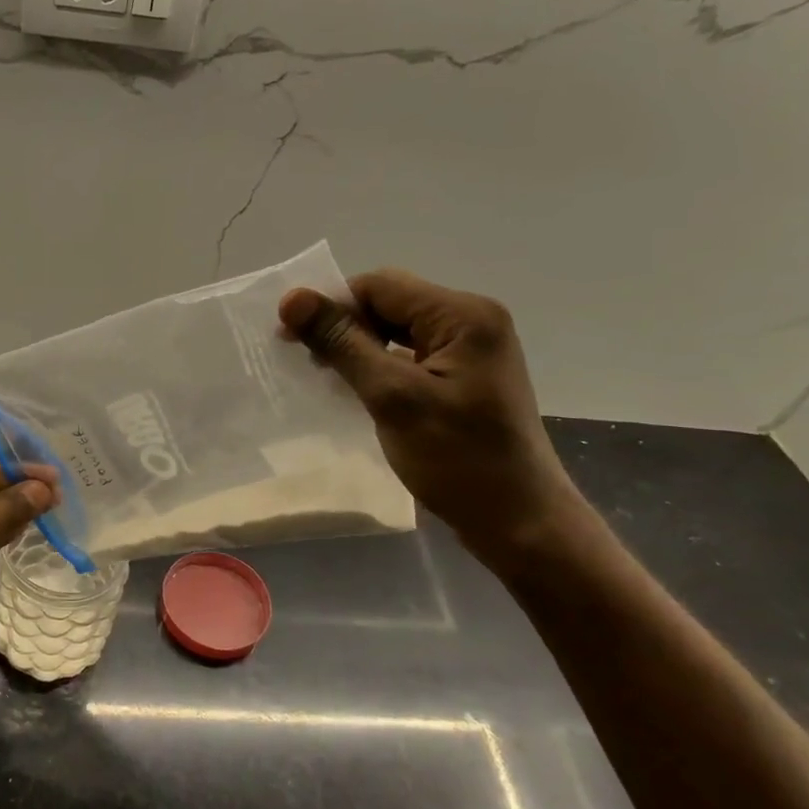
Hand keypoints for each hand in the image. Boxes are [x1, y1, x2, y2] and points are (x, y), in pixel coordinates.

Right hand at [279, 270, 581, 563]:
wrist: (519, 521)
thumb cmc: (457, 458)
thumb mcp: (393, 397)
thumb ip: (342, 343)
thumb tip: (292, 298)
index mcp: (463, 314)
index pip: (380, 286)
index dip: (330, 305)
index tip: (288, 338)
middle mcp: (472, 320)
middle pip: (390, 303)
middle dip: (344, 326)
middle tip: (304, 360)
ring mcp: (472, 350)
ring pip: (398, 330)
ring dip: (358, 347)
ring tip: (325, 375)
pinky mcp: (466, 377)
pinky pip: (411, 355)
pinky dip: (379, 365)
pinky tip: (357, 388)